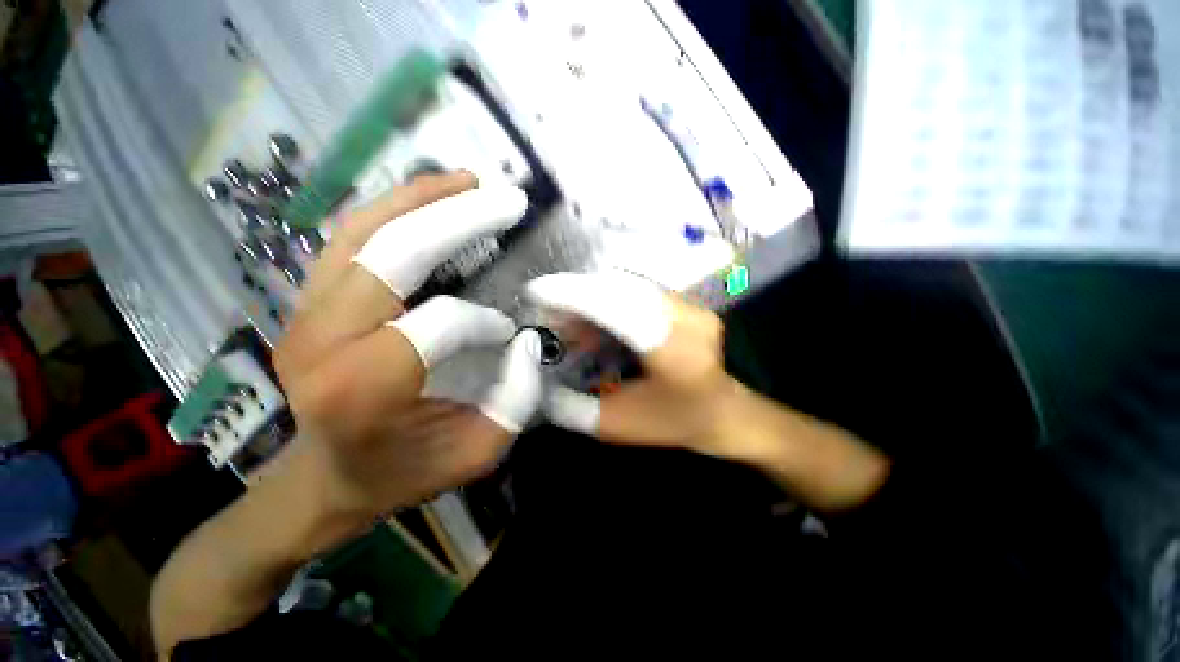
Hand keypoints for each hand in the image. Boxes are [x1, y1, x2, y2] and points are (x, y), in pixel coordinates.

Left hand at [274, 172, 543, 520]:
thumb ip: (516, 399)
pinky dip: (393, 210)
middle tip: (509, 200)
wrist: (325, 480)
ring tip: (468, 181)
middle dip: (459, 217)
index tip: (505, 335)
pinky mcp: (307, 302)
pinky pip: (348, 239)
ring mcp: (304, 313)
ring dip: (421, 198)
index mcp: (364, 386)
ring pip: (362, 231)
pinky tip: (429, 199)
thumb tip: (524, 339)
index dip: (482, 322)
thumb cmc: (405, 471)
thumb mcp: (479, 453)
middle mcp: (321, 339)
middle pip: (394, 253)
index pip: (438, 320)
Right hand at [530, 270, 890, 510]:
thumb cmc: (675, 422)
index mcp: (674, 350)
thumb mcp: (618, 424)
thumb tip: (538, 383)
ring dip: (591, 297)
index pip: (620, 307)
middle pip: (621, 289)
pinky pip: (638, 292)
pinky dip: (607, 301)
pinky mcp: (685, 303)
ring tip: (566, 320)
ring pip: (627, 286)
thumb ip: (574, 408)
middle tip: (546, 309)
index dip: (576, 295)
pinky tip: (593, 322)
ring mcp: (690, 306)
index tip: (538, 291)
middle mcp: (687, 317)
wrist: (724, 413)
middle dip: (577, 294)